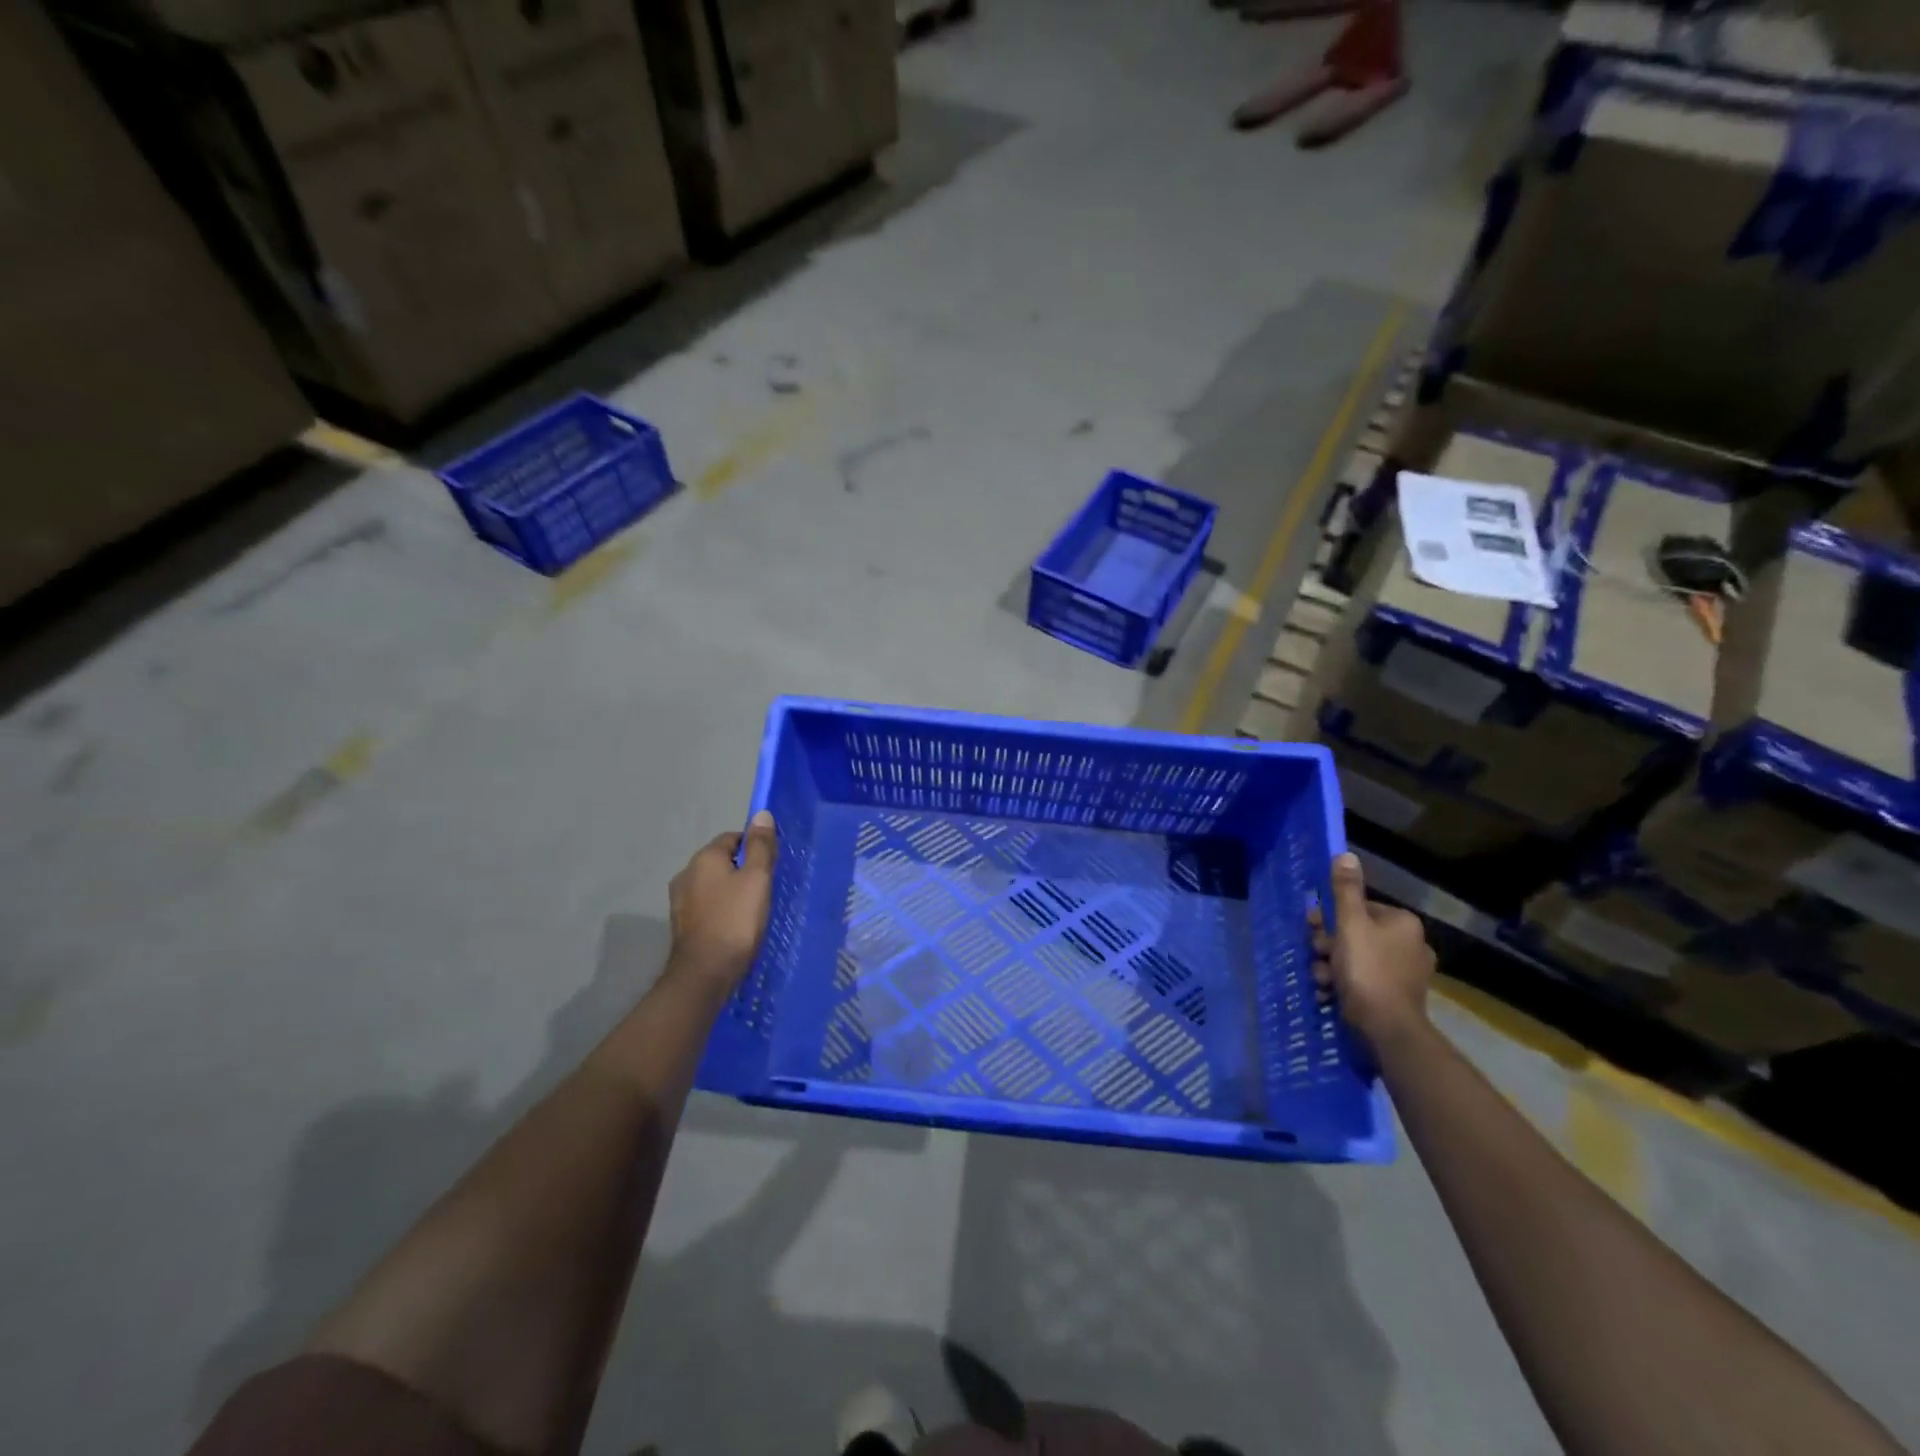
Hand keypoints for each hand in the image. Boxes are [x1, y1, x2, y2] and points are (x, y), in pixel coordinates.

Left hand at [668, 811, 777, 991]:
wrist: (705, 973)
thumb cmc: (736, 920)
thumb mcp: (757, 879)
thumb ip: (760, 846)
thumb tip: (761, 814)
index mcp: (704, 857)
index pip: (733, 838)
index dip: (754, 848)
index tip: (771, 866)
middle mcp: (686, 873)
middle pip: (721, 860)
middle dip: (743, 869)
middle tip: (766, 888)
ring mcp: (680, 900)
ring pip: (713, 884)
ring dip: (731, 890)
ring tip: (753, 909)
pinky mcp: (681, 923)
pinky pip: (707, 905)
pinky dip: (721, 908)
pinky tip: (735, 925)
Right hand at [1308, 852, 1434, 1046]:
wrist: (1387, 1028)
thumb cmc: (1366, 969)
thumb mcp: (1349, 924)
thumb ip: (1345, 890)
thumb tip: (1346, 854)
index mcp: (1403, 923)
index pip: (1360, 908)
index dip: (1332, 917)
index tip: (1314, 928)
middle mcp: (1411, 944)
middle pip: (1356, 934)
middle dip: (1329, 945)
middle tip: (1316, 955)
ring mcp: (1406, 973)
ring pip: (1356, 959)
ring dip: (1331, 966)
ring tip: (1321, 979)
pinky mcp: (1398, 997)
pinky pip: (1364, 981)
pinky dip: (1345, 985)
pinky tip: (1330, 992)